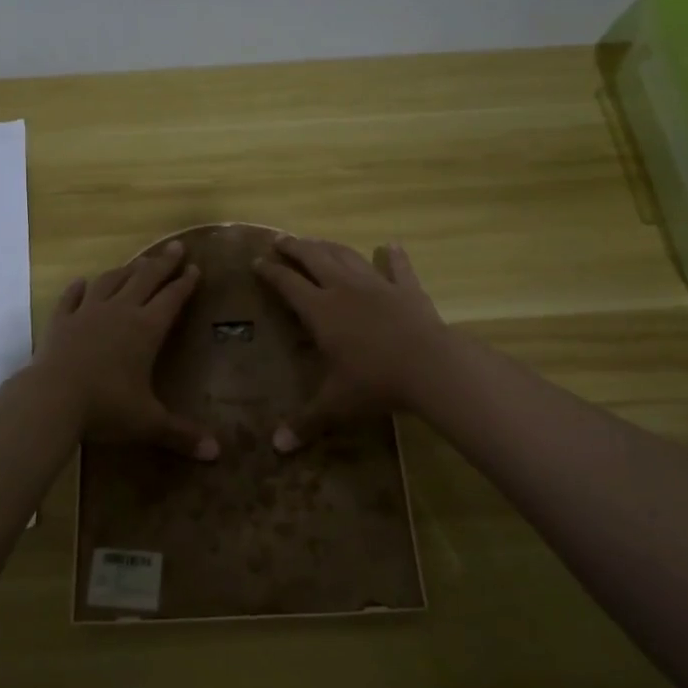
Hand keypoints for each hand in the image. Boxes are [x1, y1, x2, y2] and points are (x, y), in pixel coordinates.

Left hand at [34, 241, 220, 461]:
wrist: (52, 398)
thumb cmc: (106, 407)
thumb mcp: (148, 422)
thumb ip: (181, 434)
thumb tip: (216, 454)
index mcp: (146, 330)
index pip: (172, 299)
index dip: (185, 283)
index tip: (195, 268)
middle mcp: (120, 312)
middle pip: (145, 279)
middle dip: (163, 263)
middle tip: (176, 247)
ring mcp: (87, 313)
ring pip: (110, 281)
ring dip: (126, 270)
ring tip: (136, 262)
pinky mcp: (61, 320)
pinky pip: (72, 297)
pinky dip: (79, 288)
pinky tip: (83, 282)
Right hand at [253, 236, 450, 450]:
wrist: (430, 366)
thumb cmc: (375, 382)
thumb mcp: (336, 404)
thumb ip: (306, 421)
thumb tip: (277, 448)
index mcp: (320, 310)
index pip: (287, 284)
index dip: (270, 272)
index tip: (256, 261)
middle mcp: (344, 289)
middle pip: (314, 258)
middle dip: (295, 247)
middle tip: (281, 239)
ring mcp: (378, 285)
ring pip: (348, 257)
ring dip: (330, 246)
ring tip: (318, 241)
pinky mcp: (408, 290)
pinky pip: (399, 268)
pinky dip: (394, 256)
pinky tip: (390, 245)